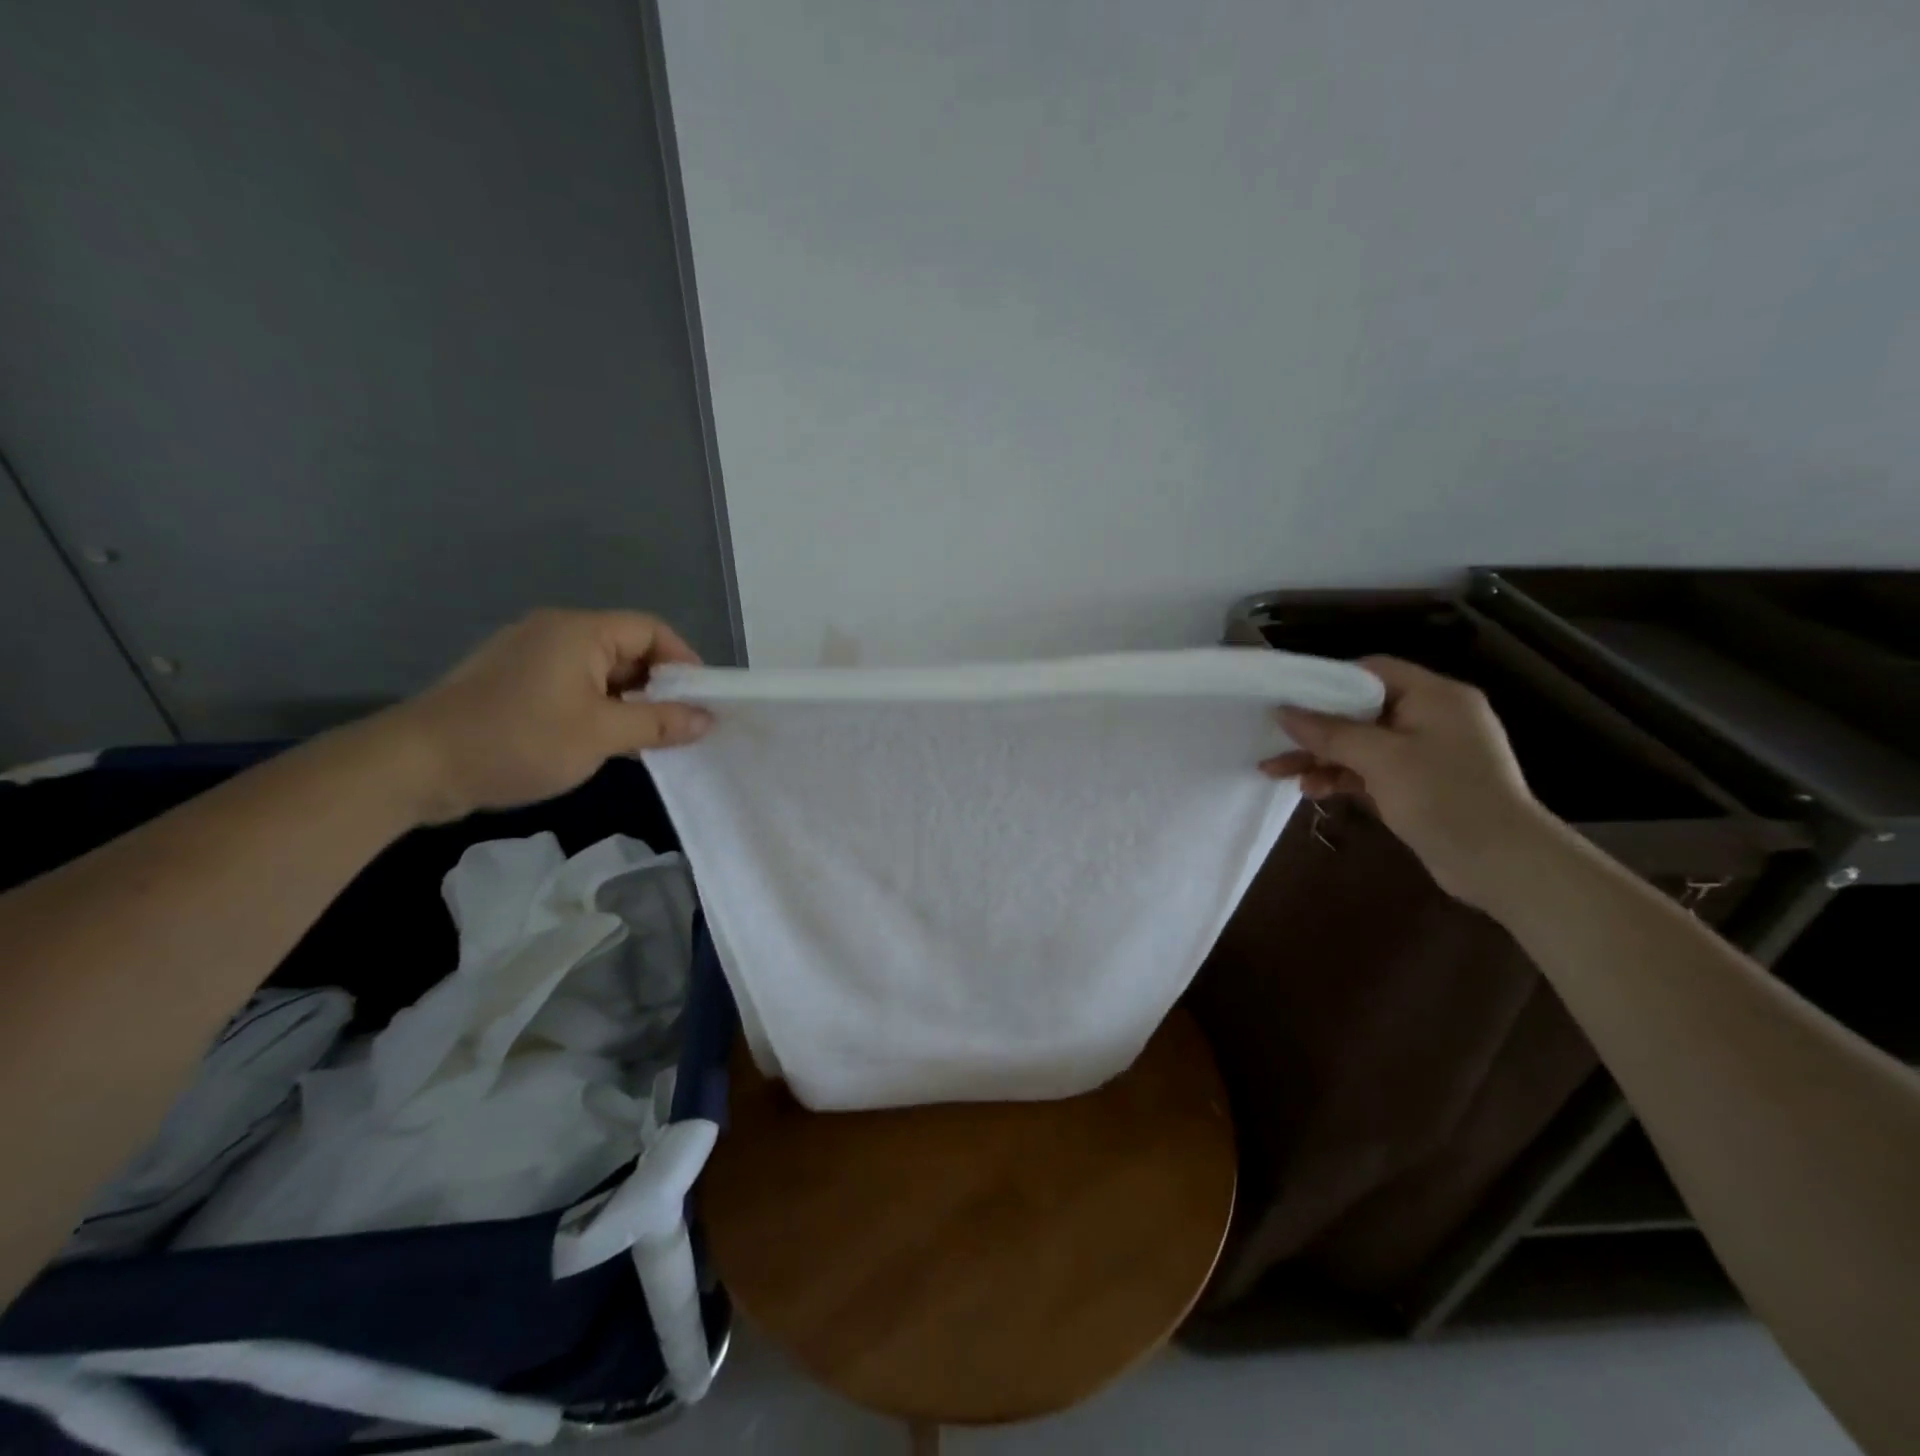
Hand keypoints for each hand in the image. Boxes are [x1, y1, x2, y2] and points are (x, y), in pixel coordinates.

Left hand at [383, 609, 713, 822]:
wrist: (416, 766)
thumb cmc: (517, 740)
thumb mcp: (600, 735)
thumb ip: (659, 724)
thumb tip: (708, 720)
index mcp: (579, 631)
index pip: (651, 630)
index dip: (683, 662)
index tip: (702, 700)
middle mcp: (555, 632)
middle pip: (627, 648)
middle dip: (658, 686)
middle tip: (679, 725)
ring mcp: (529, 656)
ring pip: (600, 671)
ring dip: (629, 701)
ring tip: (647, 739)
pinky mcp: (513, 682)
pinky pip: (573, 685)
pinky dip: (599, 707)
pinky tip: (605, 740)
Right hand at [1260, 656, 1553, 909]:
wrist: (1501, 864)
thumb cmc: (1443, 797)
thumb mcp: (1380, 759)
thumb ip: (1329, 732)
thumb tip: (1283, 711)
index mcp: (1435, 696)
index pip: (1373, 670)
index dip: (1328, 680)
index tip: (1289, 696)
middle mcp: (1432, 718)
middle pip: (1361, 710)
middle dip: (1315, 728)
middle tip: (1273, 740)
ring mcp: (1427, 754)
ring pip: (1361, 745)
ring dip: (1321, 757)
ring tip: (1279, 773)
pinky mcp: (1420, 786)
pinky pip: (1371, 771)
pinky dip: (1341, 777)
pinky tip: (1313, 791)